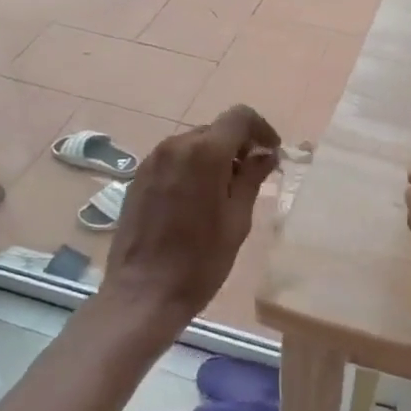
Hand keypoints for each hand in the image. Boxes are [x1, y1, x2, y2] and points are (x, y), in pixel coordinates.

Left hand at [101, 105, 280, 325]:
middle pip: (215, 130)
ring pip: (193, 144)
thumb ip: (252, 179)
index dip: (261, 129)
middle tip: (253, 177)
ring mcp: (152, 161)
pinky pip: (173, 160)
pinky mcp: (138, 178)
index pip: (239, 117)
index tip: (272, 152)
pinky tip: (197, 200)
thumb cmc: (200, 261)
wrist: (143, 293)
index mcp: (204, 153)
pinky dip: (192, 168)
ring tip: (225, 192)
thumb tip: (265, 155)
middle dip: (238, 146)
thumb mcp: (237, 220)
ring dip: (214, 157)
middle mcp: (175, 146)